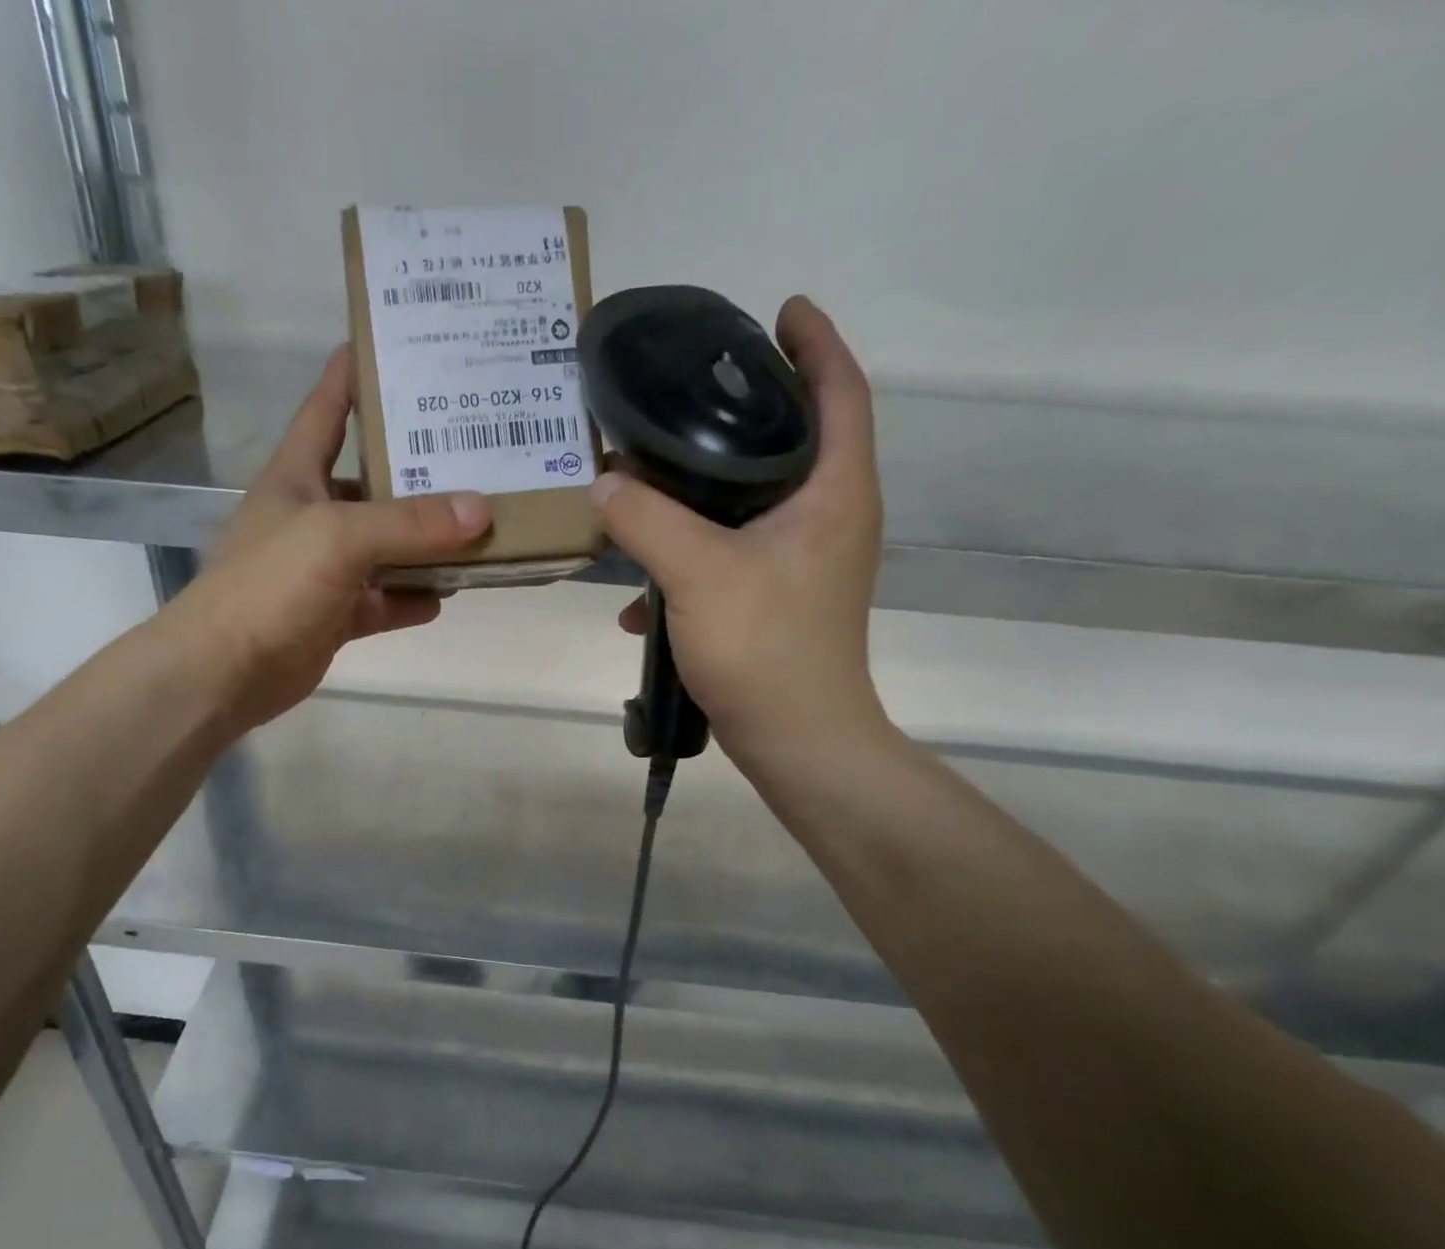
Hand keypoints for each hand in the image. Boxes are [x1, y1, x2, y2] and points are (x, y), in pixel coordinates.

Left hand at [166, 348, 491, 731]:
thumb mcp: (339, 538)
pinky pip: (384, 599)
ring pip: (386, 546)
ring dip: (426, 542)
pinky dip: (412, 597)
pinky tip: (448, 594)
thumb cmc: (270, 585)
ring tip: (480, 527)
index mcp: (298, 474)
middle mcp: (312, 514)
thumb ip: (410, 523)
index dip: (358, 372)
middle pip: (372, 480)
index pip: (329, 407)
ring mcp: (324, 568)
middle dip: (419, 468)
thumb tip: (481, 510)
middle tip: (478, 450)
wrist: (225, 672)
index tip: (402, 344)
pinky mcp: (335, 614)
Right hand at [592, 295, 886, 768]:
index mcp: (834, 492)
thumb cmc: (766, 648)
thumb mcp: (699, 574)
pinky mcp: (779, 598)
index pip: (840, 391)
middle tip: (694, 388)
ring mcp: (806, 562)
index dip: (815, 343)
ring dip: (710, 486)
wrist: (796, 742)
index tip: (780, 309)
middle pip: (798, 439)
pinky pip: (733, 553)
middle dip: (751, 407)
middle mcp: (830, 517)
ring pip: (758, 499)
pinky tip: (642, 585)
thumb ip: (646, 521)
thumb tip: (604, 482)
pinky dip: (692, 555)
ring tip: (654, 472)